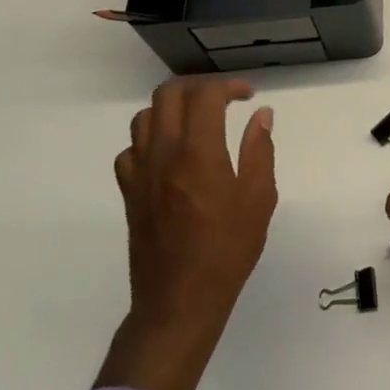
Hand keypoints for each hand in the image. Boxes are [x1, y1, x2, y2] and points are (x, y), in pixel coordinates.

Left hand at [95, 78, 276, 389]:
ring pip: (144, 117)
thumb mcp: (258, 199)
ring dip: (172, 109)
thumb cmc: (226, 251)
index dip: (229, 85)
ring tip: (196, 123)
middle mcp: (164, 154)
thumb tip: (261, 115)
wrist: (178, 304)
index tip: (248, 97)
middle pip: (168, 94)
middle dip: (198, 87)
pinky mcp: (129, 194)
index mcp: (198, 152)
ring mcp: (141, 173)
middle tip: (222, 101)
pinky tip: (170, 155)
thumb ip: (259, 150)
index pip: (206, 94)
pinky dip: (150, 141)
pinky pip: (131, 150)